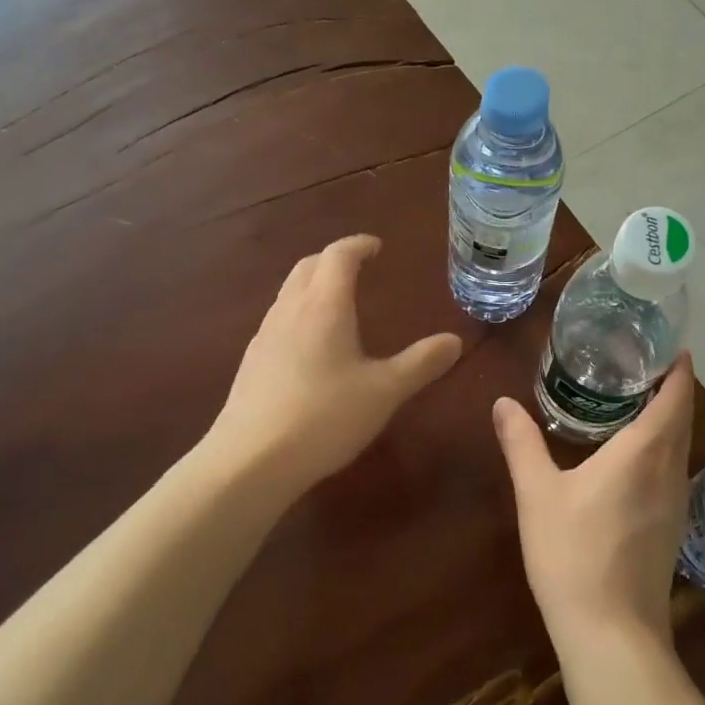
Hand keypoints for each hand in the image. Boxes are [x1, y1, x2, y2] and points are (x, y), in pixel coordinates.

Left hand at [210, 234, 461, 495]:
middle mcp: (290, 310)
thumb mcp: (384, 391)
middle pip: (308, 266)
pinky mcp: (251, 362)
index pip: (338, 256)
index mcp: (325, 306)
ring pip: (288, 292)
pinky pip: (277, 320)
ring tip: (336, 304)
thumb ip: (421, 363)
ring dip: (312, 285)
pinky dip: (298, 313)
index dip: (358, 245)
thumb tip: (454, 340)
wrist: (251, 459)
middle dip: (332, 260)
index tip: (376, 247)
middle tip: (357, 269)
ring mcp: (265, 335)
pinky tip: (309, 347)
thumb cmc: (325, 417)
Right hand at [492, 354, 695, 652]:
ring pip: (680, 447)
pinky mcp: (672, 528)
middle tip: (642, 362)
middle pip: (682, 419)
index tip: (670, 344)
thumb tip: (502, 402)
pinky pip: (673, 470)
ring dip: (669, 419)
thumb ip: (521, 443)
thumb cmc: (573, 553)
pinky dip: (662, 447)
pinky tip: (633, 455)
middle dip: (672, 388)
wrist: (610, 633)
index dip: (678, 368)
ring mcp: (676, 503)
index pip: (675, 397)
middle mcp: (670, 472)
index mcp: (644, 453)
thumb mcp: (537, 493)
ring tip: (636, 399)